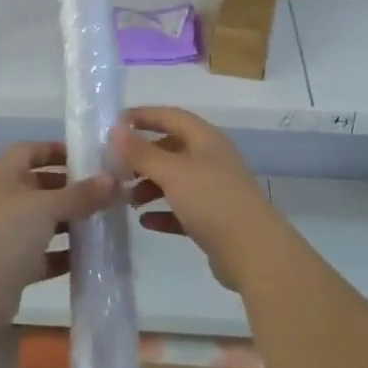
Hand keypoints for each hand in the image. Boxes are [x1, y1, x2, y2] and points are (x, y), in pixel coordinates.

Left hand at [0, 142, 120, 328]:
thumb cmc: (5, 233)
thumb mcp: (47, 207)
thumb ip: (81, 194)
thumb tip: (114, 180)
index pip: (29, 150)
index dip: (56, 151)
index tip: (87, 157)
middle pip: (36, 186)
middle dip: (68, 189)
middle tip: (101, 191)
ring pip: (40, 221)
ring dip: (68, 222)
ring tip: (101, 222)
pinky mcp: (6, 266)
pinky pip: (40, 253)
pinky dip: (61, 253)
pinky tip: (87, 256)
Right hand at [112, 108, 280, 290]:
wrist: (253, 252)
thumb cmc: (212, 201)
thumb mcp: (173, 172)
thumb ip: (142, 152)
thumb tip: (115, 130)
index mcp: (206, 139)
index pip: (171, 116)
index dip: (143, 116)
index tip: (114, 123)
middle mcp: (211, 159)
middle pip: (171, 149)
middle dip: (142, 157)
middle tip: (114, 169)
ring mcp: (214, 190)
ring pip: (175, 180)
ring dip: (149, 186)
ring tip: (126, 199)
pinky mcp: (213, 219)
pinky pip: (181, 210)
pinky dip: (163, 212)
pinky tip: (144, 222)